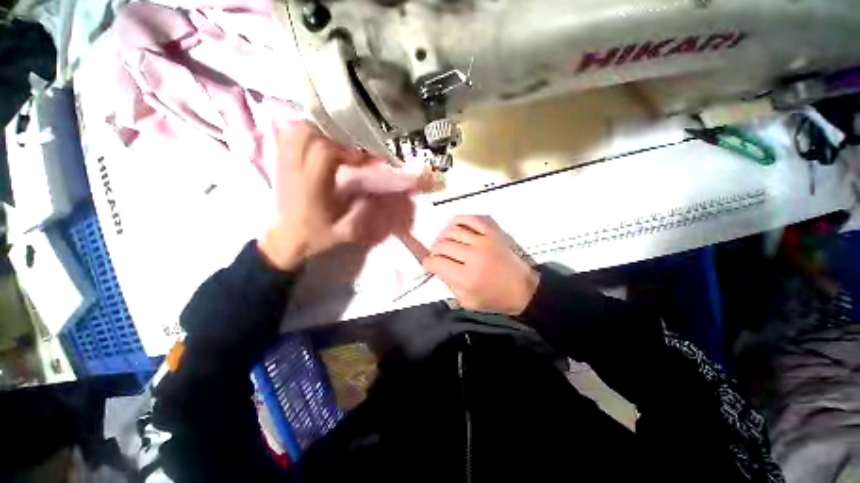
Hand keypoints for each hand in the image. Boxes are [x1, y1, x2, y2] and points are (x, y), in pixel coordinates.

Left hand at [259, 122, 416, 270]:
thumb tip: (371, 194)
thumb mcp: (344, 233)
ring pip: (294, 131)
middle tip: (349, 149)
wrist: (286, 241)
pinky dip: (304, 135)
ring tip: (335, 146)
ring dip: (318, 132)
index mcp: (311, 186)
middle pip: (306, 133)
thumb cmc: (316, 236)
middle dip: (332, 135)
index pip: (324, 151)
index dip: (347, 150)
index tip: (362, 160)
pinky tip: (319, 147)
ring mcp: (284, 166)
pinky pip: (287, 137)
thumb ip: (360, 215)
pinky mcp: (280, 165)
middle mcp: (295, 170)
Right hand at [423, 215, 538, 315]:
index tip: (429, 264)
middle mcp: (473, 256)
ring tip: (445, 243)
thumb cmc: (496, 299)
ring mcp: (484, 241)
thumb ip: (449, 285)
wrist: (524, 289)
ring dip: (443, 236)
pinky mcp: (493, 232)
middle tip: (437, 256)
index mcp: (467, 278)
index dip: (428, 263)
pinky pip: (470, 218)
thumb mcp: (468, 302)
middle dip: (434, 251)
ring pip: (452, 230)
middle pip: (441, 245)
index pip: (436, 262)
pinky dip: (458, 221)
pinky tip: (455, 228)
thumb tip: (437, 268)